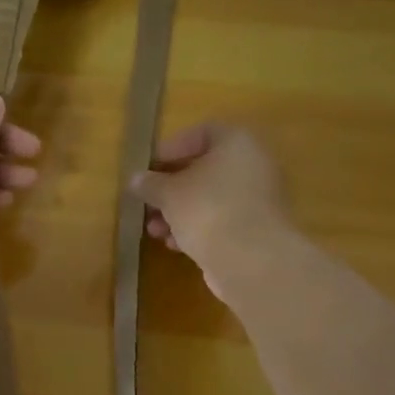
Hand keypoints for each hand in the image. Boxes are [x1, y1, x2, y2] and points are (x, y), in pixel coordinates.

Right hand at [130, 123, 287, 300]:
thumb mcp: (168, 193)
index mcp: (237, 143)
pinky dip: (197, 228)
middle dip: (171, 187)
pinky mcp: (257, 229)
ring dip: (179, 212)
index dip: (172, 148)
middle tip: (148, 201)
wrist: (252, 261)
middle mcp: (253, 165)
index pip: (201, 133)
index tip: (149, 167)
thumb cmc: (207, 210)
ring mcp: (258, 199)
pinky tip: (175, 245)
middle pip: (205, 169)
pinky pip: (221, 220)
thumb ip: (150, 184)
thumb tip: (137, 180)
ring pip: (211, 198)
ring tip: (154, 230)